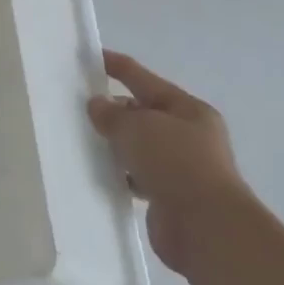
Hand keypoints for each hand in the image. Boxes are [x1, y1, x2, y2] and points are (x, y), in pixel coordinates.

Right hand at [88, 50, 254, 270]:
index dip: (117, 66)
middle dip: (113, 110)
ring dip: (115, 145)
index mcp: (188, 110)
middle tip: (78, 110)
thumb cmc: (176, 163)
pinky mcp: (170, 196)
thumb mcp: (138, 127)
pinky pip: (137, 176)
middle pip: (143, 114)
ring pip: (139, 147)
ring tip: (82, 142)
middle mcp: (188, 135)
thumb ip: (112, 114)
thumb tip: (98, 105)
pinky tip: (99, 174)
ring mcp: (181, 168)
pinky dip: (121, 174)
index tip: (90, 57)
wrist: (205, 227)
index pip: (144, 79)